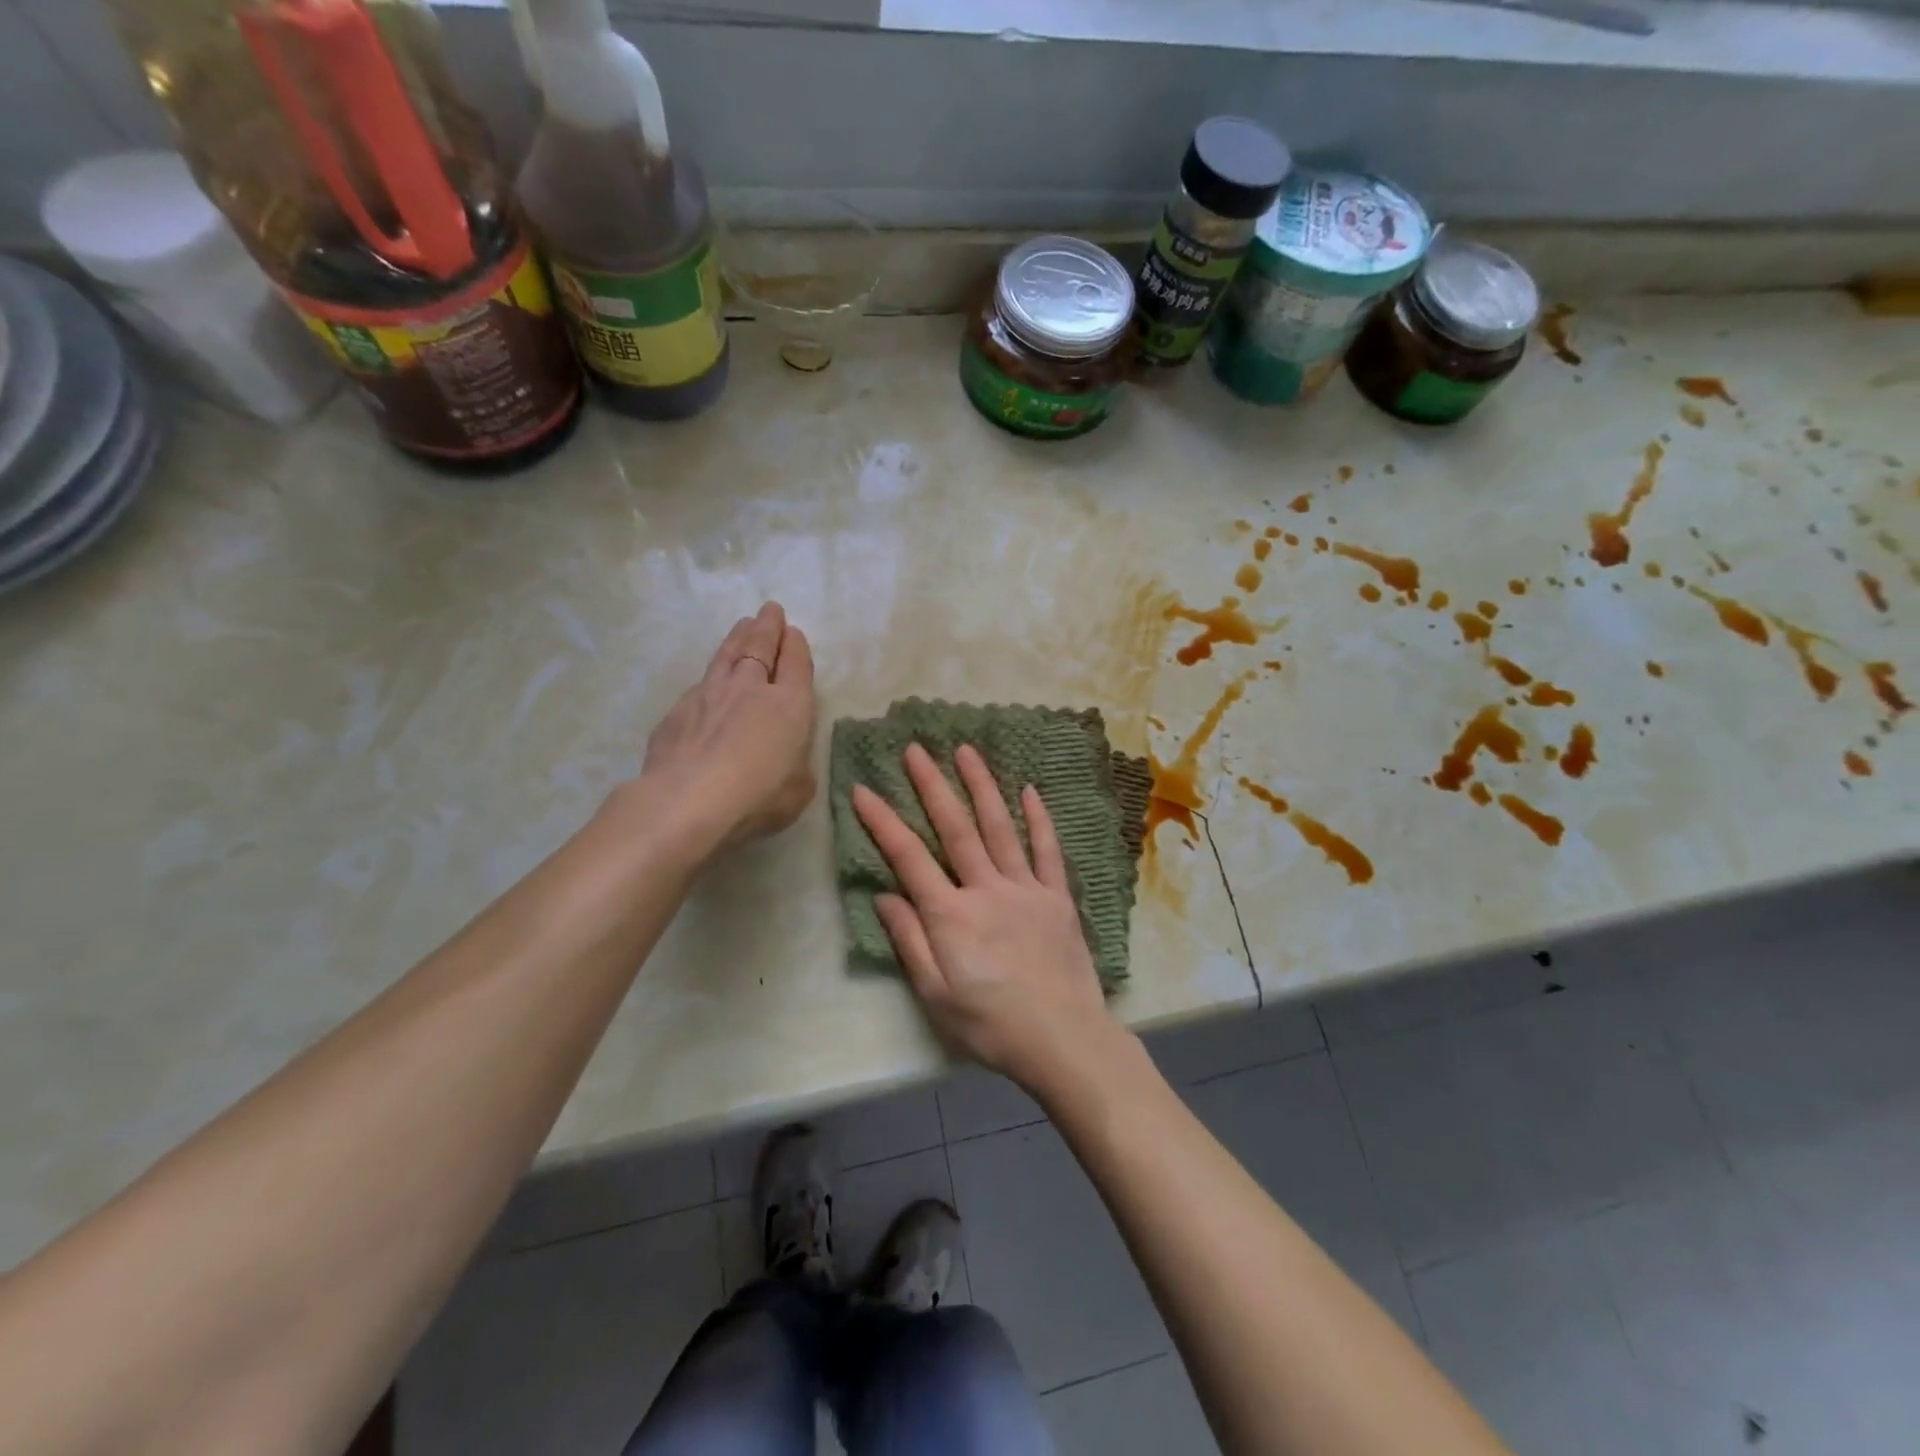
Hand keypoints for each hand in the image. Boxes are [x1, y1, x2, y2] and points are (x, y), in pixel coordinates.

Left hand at [640, 602, 816, 851]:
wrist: (687, 802)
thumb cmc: (757, 798)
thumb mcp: (798, 789)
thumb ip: (796, 767)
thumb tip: (788, 760)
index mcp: (790, 704)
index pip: (796, 663)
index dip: (796, 646)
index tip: (793, 633)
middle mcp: (750, 688)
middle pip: (760, 646)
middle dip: (768, 626)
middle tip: (770, 610)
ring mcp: (709, 695)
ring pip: (727, 655)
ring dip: (737, 637)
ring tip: (743, 624)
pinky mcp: (677, 711)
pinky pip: (699, 685)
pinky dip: (710, 678)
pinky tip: (708, 682)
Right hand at [852, 743, 1118, 1094]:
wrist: (1063, 1040)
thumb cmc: (990, 1025)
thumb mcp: (935, 995)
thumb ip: (909, 940)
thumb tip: (885, 894)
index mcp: (951, 915)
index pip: (908, 857)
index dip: (883, 822)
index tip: (863, 789)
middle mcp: (986, 889)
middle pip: (955, 828)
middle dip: (932, 785)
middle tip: (915, 749)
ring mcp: (1026, 888)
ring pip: (1000, 827)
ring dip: (981, 787)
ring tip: (966, 751)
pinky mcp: (1057, 897)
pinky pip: (1047, 851)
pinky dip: (1038, 819)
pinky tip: (1029, 791)